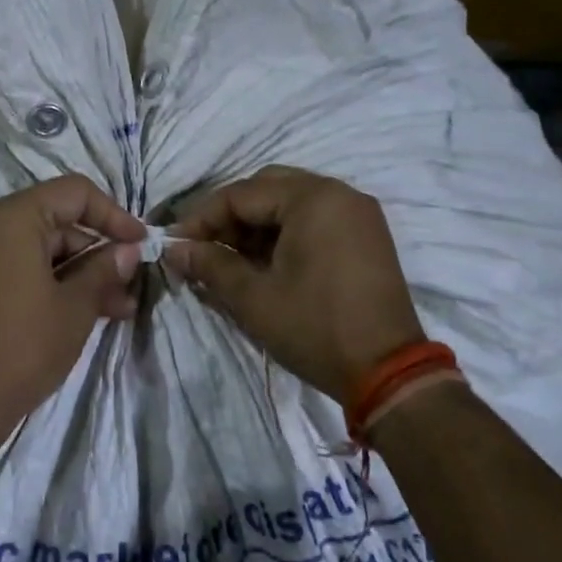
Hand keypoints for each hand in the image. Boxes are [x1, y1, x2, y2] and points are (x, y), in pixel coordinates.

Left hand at [0, 175, 146, 432]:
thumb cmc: (26, 345)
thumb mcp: (76, 306)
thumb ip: (104, 269)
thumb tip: (127, 251)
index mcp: (10, 219)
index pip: (72, 193)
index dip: (112, 215)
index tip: (140, 242)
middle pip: (54, 222)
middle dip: (96, 253)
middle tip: (129, 286)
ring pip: (37, 249)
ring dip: (78, 273)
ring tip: (118, 308)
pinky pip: (16, 267)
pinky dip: (49, 282)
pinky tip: (84, 311)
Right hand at [164, 166, 423, 404]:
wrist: (388, 372)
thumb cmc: (315, 328)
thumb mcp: (253, 297)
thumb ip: (209, 265)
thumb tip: (173, 249)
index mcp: (313, 199)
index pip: (241, 194)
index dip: (201, 218)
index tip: (174, 245)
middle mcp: (339, 194)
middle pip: (266, 189)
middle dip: (228, 217)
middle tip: (201, 248)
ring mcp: (357, 215)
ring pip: (289, 204)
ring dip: (254, 226)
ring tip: (225, 260)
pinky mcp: (364, 237)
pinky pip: (313, 220)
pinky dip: (282, 234)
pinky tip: (260, 263)